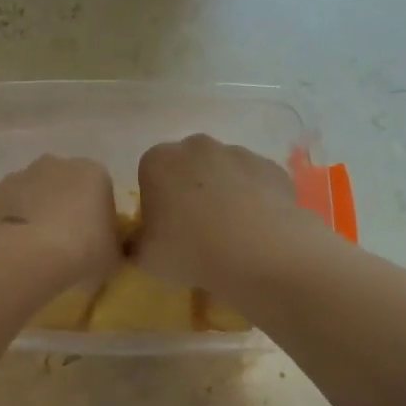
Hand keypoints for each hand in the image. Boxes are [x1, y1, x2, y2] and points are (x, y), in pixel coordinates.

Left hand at [0, 155, 121, 286]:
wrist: (21, 255)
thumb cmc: (80, 252)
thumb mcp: (114, 258)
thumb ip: (116, 248)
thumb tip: (110, 249)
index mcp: (95, 173)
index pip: (103, 191)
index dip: (100, 218)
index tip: (95, 244)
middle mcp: (59, 164)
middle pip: (68, 187)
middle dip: (68, 210)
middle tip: (67, 246)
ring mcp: (23, 174)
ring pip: (37, 195)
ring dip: (39, 215)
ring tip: (37, 251)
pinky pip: (12, 208)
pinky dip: (15, 223)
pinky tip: (15, 249)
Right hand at [135, 135, 323, 289]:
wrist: (261, 253)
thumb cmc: (191, 252)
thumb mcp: (145, 258)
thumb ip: (134, 244)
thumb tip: (137, 241)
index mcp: (158, 161)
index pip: (149, 174)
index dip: (155, 202)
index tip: (164, 229)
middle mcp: (196, 146)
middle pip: (187, 166)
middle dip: (188, 190)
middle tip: (195, 230)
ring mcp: (238, 152)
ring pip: (223, 171)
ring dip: (222, 192)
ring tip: (230, 232)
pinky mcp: (271, 166)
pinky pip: (254, 181)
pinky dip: (253, 198)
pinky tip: (256, 228)